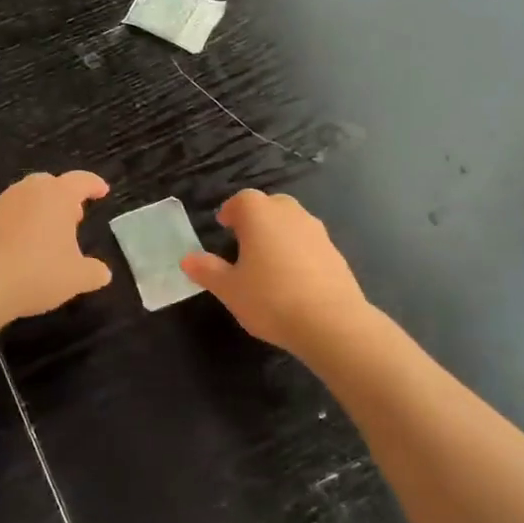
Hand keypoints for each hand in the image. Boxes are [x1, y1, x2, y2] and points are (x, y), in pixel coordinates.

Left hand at [0, 172, 113, 321]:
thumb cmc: (37, 273)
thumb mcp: (76, 278)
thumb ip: (94, 272)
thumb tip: (102, 272)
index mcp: (57, 195)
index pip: (81, 181)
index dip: (94, 185)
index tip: (102, 191)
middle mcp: (29, 191)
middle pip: (51, 184)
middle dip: (65, 198)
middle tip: (75, 217)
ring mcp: (2, 203)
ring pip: (27, 198)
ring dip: (41, 211)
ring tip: (49, 236)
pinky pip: (9, 215)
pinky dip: (20, 224)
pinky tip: (23, 249)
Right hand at [181, 190, 368, 356]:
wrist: (331, 322)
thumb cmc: (270, 299)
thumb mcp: (229, 289)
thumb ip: (207, 270)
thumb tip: (187, 258)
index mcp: (260, 214)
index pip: (241, 200)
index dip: (230, 211)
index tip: (223, 226)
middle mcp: (290, 213)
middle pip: (270, 205)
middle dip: (256, 218)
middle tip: (244, 242)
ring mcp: (317, 231)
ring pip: (292, 222)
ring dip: (279, 234)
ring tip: (268, 262)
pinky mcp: (335, 252)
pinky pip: (310, 243)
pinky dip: (298, 252)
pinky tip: (293, 279)